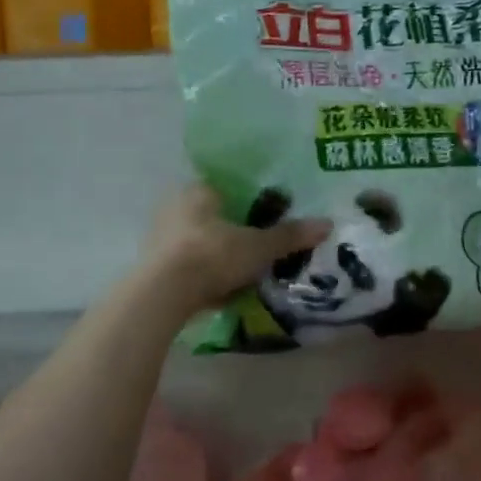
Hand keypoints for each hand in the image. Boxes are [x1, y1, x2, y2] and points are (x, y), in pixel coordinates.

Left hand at [142, 185, 330, 312]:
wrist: (162, 295)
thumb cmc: (212, 255)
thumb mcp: (259, 247)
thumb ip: (290, 236)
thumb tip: (327, 224)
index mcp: (198, 190)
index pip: (227, 186)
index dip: (248, 200)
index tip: (266, 217)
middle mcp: (175, 206)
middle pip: (212, 214)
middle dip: (233, 229)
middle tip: (258, 247)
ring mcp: (160, 236)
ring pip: (198, 240)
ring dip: (217, 254)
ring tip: (242, 272)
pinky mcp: (153, 266)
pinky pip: (186, 264)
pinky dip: (203, 274)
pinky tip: (219, 290)